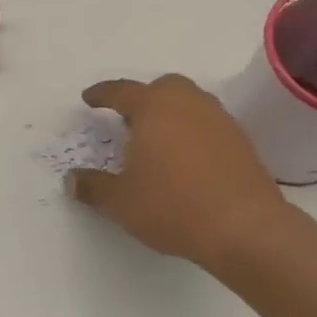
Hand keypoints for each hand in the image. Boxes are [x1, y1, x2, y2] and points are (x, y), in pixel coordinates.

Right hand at [69, 75, 294, 271]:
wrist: (244, 228)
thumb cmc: (172, 206)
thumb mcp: (120, 202)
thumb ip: (93, 187)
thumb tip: (72, 180)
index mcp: (154, 107)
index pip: (121, 91)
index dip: (102, 94)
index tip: (89, 98)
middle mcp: (188, 103)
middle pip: (162, 88)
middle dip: (142, 98)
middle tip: (128, 120)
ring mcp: (219, 120)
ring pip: (189, 103)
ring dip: (171, 114)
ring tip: (157, 141)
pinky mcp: (241, 141)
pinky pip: (208, 125)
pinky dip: (193, 132)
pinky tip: (186, 160)